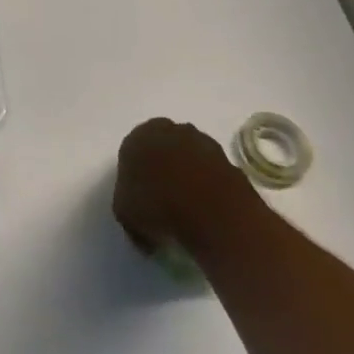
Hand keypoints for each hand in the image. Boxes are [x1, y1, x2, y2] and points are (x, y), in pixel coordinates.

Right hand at [112, 117, 260, 255]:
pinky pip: (211, 172)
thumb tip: (141, 222)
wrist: (210, 211)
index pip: (132, 151)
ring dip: (188, 174)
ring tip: (189, 207)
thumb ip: (128, 208)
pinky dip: (209, 185)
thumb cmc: (156, 207)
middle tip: (163, 199)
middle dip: (163, 168)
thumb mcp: (125, 215)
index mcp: (138, 137)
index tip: (140, 198)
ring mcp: (202, 142)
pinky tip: (208, 209)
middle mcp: (169, 131)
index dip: (135, 175)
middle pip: (163, 147)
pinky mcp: (228, 160)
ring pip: (189, 156)